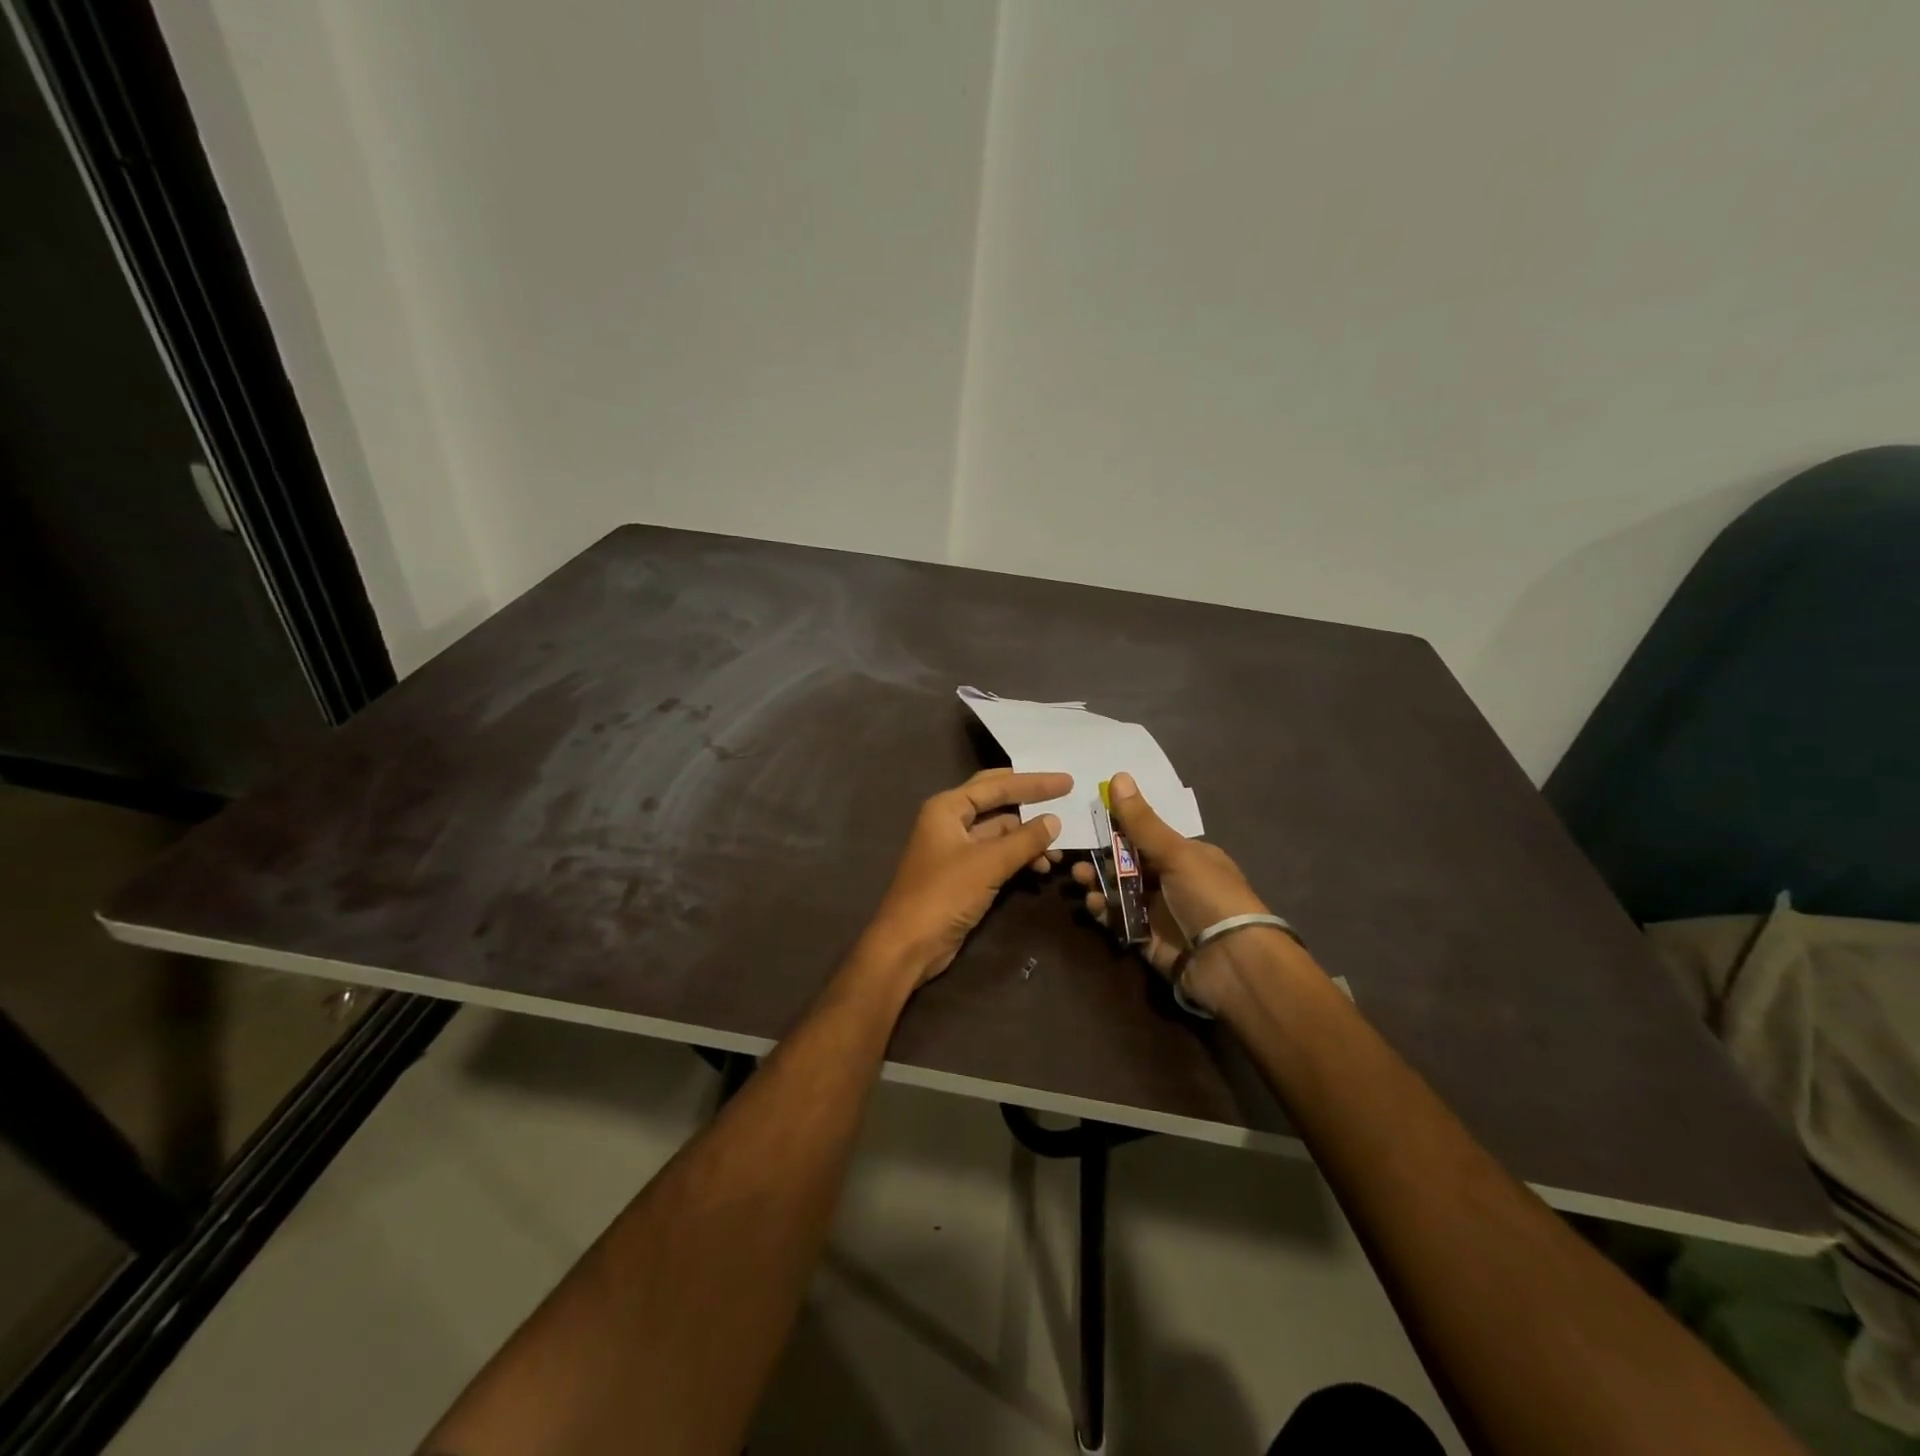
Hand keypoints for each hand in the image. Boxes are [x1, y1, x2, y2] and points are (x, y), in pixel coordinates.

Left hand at [862, 768, 1070, 985]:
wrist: (908, 944)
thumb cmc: (943, 895)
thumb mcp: (988, 864)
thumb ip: (1024, 840)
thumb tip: (1054, 820)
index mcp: (948, 808)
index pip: (997, 785)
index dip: (1034, 782)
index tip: (1067, 782)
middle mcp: (951, 821)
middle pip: (997, 802)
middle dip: (1031, 801)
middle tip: (1066, 797)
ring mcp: (957, 848)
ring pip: (1000, 832)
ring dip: (1029, 838)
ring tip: (1060, 850)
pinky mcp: (963, 874)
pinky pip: (998, 855)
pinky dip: (1019, 857)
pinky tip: (1042, 867)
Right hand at [1071, 772, 1270, 1006]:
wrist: (1231, 963)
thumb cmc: (1209, 896)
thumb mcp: (1176, 854)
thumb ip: (1142, 822)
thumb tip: (1119, 776)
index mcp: (1188, 856)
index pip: (1147, 837)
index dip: (1119, 829)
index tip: (1090, 821)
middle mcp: (1174, 882)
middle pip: (1130, 865)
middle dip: (1102, 859)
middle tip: (1077, 856)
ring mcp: (1161, 912)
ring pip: (1121, 892)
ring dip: (1099, 883)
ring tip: (1079, 879)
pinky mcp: (1148, 940)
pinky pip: (1120, 921)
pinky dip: (1104, 911)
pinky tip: (1093, 904)